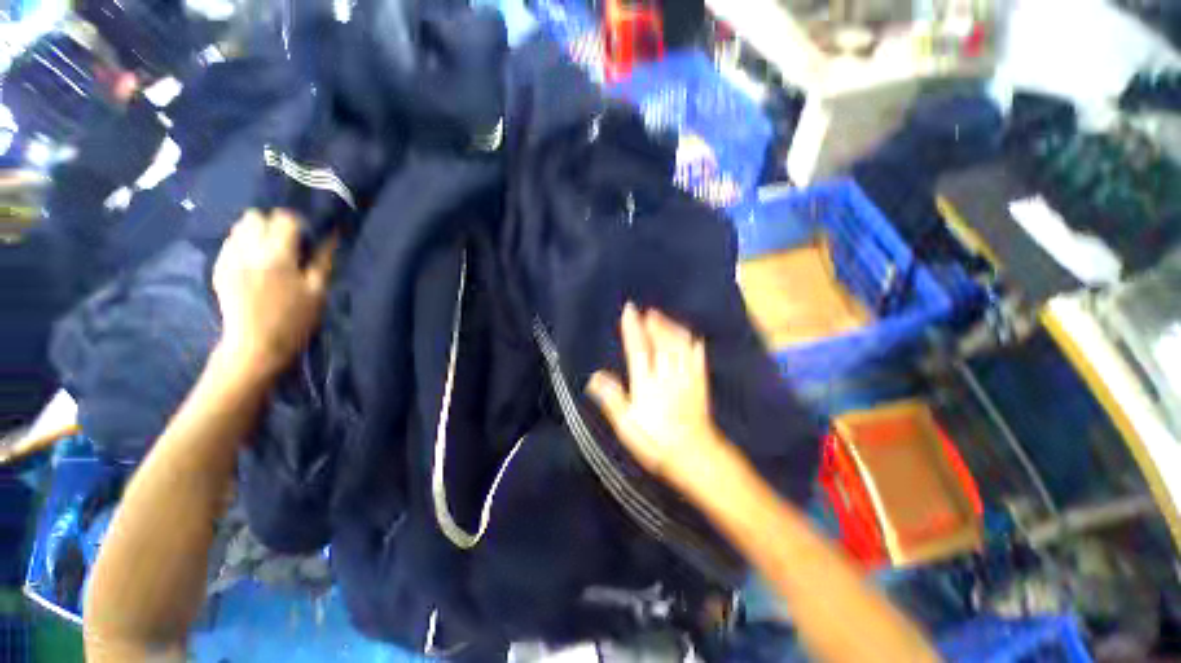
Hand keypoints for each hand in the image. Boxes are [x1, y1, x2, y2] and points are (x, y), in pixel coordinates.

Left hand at [212, 209, 335, 377]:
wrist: (255, 346)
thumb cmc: (295, 321)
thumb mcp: (318, 292)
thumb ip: (323, 260)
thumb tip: (331, 236)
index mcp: (277, 256)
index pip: (284, 219)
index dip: (298, 223)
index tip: (307, 237)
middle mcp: (248, 251)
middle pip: (255, 217)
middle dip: (272, 224)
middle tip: (287, 243)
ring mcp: (229, 259)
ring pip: (239, 227)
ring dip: (256, 233)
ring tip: (269, 252)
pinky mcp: (219, 269)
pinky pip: (230, 243)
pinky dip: (243, 245)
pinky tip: (254, 263)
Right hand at [587, 303, 724, 483]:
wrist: (693, 454)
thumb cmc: (655, 442)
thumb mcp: (626, 425)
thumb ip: (612, 398)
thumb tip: (594, 377)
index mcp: (647, 383)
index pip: (638, 348)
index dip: (633, 328)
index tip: (629, 311)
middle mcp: (667, 375)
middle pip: (661, 342)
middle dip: (654, 323)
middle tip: (647, 311)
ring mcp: (686, 378)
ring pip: (680, 346)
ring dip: (671, 329)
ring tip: (663, 318)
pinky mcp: (700, 384)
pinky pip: (698, 359)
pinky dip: (694, 345)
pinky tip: (693, 338)